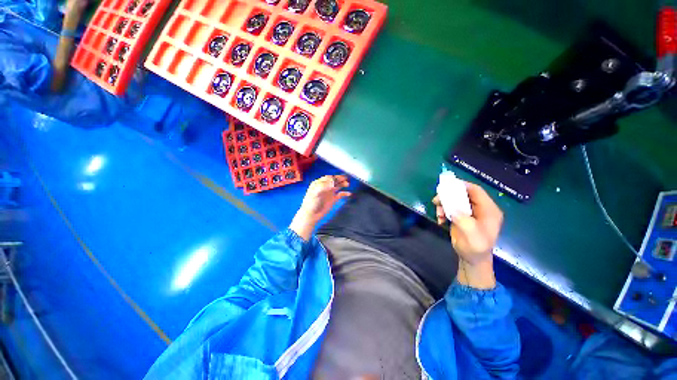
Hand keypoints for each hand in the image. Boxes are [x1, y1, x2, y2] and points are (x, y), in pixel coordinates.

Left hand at [290, 175, 350, 240]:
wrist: (311, 214)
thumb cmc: (311, 202)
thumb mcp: (315, 192)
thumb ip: (324, 186)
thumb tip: (333, 183)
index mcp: (318, 183)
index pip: (327, 178)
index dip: (333, 177)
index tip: (339, 177)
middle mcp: (325, 187)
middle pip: (334, 181)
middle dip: (339, 179)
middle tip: (345, 178)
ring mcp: (329, 193)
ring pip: (338, 186)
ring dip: (342, 184)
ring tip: (347, 184)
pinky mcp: (333, 199)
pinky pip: (340, 195)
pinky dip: (345, 193)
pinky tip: (349, 193)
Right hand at [433, 182, 502, 288]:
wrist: (472, 259)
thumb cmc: (475, 248)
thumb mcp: (473, 236)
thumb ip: (465, 221)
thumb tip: (453, 209)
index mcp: (488, 210)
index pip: (476, 191)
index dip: (462, 186)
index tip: (447, 185)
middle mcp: (480, 208)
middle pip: (463, 194)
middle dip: (448, 196)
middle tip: (436, 200)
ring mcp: (470, 212)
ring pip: (455, 200)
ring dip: (444, 204)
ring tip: (438, 213)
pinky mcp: (461, 216)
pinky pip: (450, 208)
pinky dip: (443, 211)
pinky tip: (440, 219)